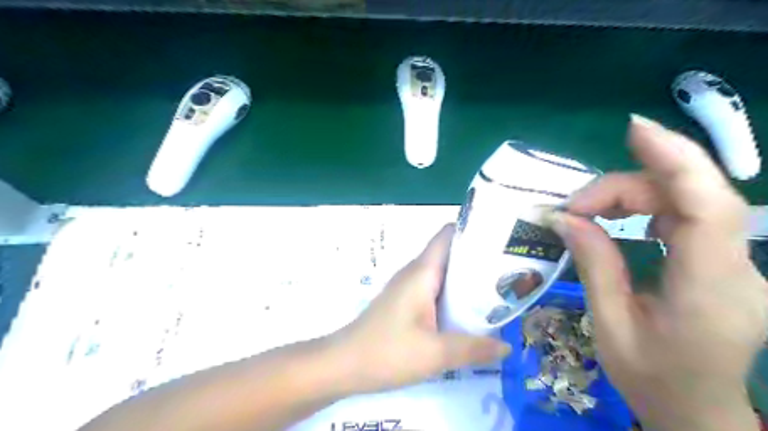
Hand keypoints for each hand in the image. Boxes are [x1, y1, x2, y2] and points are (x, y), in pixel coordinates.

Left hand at [328, 226, 507, 393]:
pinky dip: (455, 293)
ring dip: (468, 278)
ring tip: (499, 288)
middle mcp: (415, 273)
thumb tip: (507, 346)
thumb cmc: (387, 352)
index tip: (501, 238)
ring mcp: (408, 287)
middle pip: (450, 253)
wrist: (343, 364)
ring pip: (443, 273)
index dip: (473, 230)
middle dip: (478, 257)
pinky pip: (435, 289)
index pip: (448, 235)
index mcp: (422, 272)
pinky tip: (470, 311)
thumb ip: (473, 348)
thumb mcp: (435, 353)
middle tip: (510, 269)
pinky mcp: (405, 302)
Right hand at [548, 113, 764, 429]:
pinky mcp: (721, 258)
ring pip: (685, 199)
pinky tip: (618, 216)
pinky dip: (645, 204)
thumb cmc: (651, 377)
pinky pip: (685, 214)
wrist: (696, 407)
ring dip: (630, 194)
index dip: (676, 159)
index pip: (708, 208)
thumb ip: (594, 265)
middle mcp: (736, 268)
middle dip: (624, 187)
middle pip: (687, 196)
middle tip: (573, 208)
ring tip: (585, 212)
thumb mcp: (610, 325)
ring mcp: (735, 261)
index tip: (634, 129)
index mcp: (710, 290)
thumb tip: (566, 219)